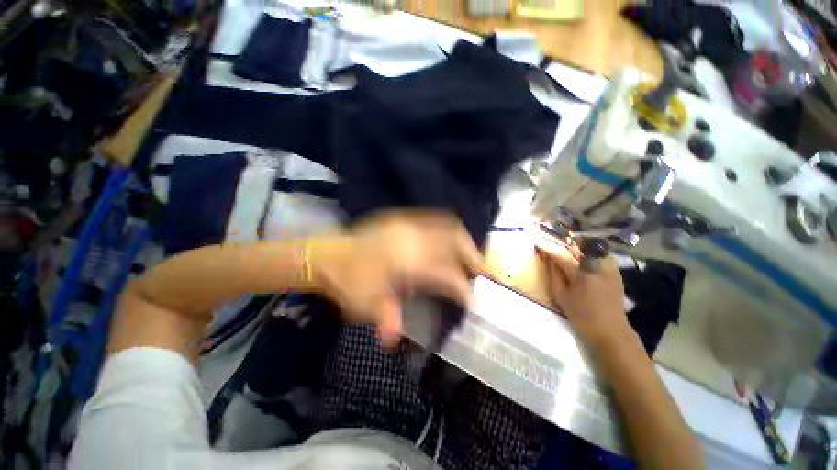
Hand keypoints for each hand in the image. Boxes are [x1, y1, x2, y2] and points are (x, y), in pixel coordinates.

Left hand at [313, 210, 484, 345]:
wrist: (325, 256)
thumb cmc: (346, 281)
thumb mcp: (365, 305)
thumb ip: (388, 319)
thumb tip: (396, 338)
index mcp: (406, 260)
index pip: (447, 274)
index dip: (464, 288)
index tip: (474, 301)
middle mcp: (412, 237)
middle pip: (455, 241)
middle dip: (473, 257)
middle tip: (482, 273)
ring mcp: (406, 223)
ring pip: (447, 225)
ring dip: (464, 240)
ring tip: (471, 256)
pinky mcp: (400, 218)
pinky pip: (434, 218)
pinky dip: (448, 228)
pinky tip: (449, 240)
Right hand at [536, 242, 630, 344]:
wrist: (610, 330)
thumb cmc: (581, 315)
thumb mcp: (561, 296)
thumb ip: (554, 274)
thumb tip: (548, 259)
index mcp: (580, 273)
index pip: (560, 254)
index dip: (548, 247)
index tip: (538, 242)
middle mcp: (596, 266)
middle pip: (577, 247)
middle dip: (563, 245)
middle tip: (552, 246)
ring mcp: (609, 267)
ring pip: (590, 248)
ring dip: (577, 248)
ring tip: (567, 251)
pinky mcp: (616, 272)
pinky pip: (601, 255)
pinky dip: (590, 253)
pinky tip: (584, 259)